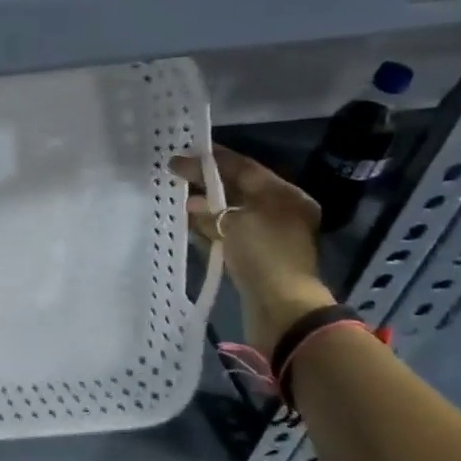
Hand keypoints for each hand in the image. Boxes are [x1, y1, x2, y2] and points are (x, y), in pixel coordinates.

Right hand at [171, 145, 333, 356]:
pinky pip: (229, 233)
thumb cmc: (263, 254)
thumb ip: (211, 208)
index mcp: (285, 195)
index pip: (245, 168)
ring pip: (231, 212)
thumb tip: (192, 203)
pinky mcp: (256, 257)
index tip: (184, 153)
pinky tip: (187, 223)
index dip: (213, 160)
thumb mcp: (234, 222)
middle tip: (175, 173)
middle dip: (206, 182)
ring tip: (176, 198)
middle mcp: (280, 211)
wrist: (281, 307)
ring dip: (205, 205)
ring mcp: (269, 235)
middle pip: (238, 189)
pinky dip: (209, 227)